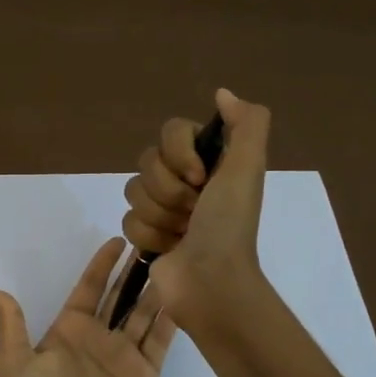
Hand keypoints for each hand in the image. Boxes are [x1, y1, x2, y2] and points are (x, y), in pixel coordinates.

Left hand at [0, 238, 177, 376]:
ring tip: (173, 262)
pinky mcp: (145, 375)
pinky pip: (160, 341)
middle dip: (134, 271)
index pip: (89, 288)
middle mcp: (99, 337)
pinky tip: (183, 297)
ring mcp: (124, 355)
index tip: (118, 240)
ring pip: (143, 313)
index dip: (102, 264)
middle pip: (120, 296)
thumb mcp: (13, 364)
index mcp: (69, 330)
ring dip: (156, 290)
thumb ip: (11, 326)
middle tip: (154, 243)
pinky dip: (171, 321)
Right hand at [121, 87, 271, 332]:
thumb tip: (222, 93)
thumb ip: (246, 124)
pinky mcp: (147, 235)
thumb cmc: (228, 226)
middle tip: (194, 211)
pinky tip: (169, 249)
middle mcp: (186, 181)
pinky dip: (149, 236)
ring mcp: (164, 209)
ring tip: (183, 234)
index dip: (179, 154)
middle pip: (147, 162)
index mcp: (210, 161)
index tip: (200, 178)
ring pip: (133, 192)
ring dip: (160, 216)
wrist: (212, 283)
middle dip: (169, 191)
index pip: (171, 131)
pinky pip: (127, 221)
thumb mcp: (248, 168)